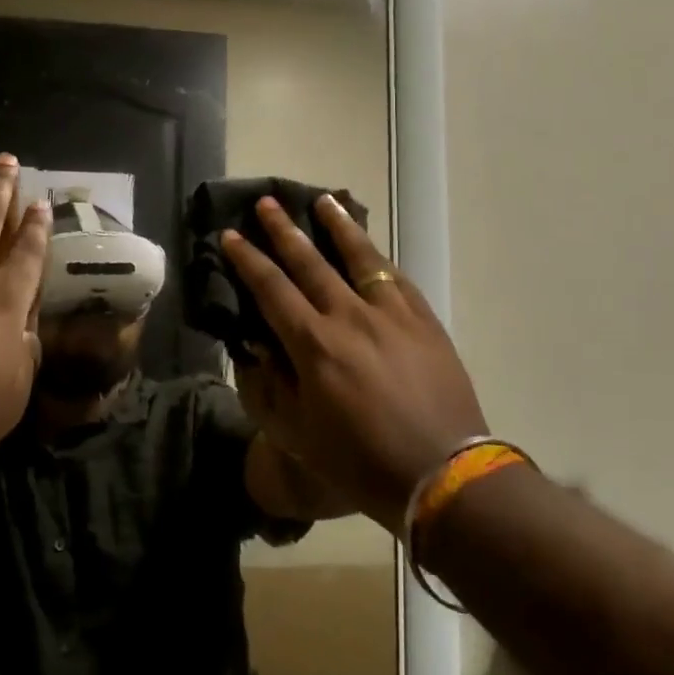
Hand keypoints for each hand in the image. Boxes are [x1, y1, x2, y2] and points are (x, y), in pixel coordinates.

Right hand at [222, 195, 487, 527]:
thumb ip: (270, 384)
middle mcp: (349, 316)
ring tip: (323, 201)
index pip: (271, 289)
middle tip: (267, 203)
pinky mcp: (423, 319)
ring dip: (338, 226)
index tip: (230, 236)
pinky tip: (369, 247)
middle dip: (283, 230)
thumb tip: (254, 343)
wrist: (442, 473)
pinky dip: (377, 256)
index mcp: (314, 344)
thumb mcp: (298, 433)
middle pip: (310, 262)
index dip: (247, 260)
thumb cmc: (361, 461)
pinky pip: (395, 277)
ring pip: (359, 257)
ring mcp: (391, 313)